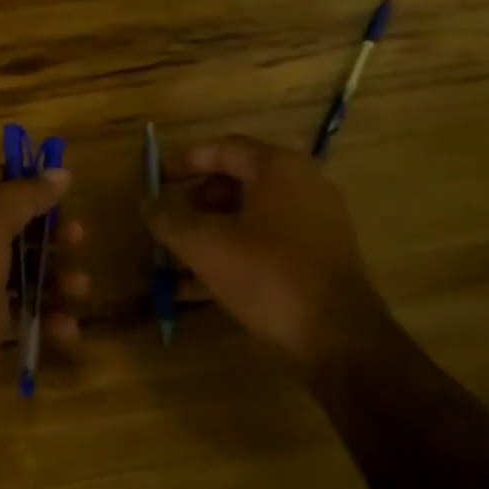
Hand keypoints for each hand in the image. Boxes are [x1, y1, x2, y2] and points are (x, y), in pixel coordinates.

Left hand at [0, 165, 87, 444]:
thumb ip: (24, 195)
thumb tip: (60, 172)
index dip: (23, 179)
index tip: (59, 185)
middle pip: (21, 225)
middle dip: (53, 231)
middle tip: (78, 238)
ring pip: (31, 269)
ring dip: (59, 276)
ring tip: (78, 289)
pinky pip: (31, 312)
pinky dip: (51, 317)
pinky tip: (65, 329)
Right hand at [145, 135, 387, 372]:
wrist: (339, 340)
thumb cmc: (269, 276)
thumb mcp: (205, 245)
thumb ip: (169, 219)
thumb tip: (148, 203)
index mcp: (279, 169)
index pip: (223, 149)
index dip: (183, 162)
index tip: (155, 182)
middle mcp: (301, 187)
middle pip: (234, 184)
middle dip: (192, 205)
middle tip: (164, 226)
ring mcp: (313, 224)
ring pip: (246, 219)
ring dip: (206, 236)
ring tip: (171, 261)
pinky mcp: (315, 260)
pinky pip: (263, 246)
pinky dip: (230, 257)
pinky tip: (193, 288)